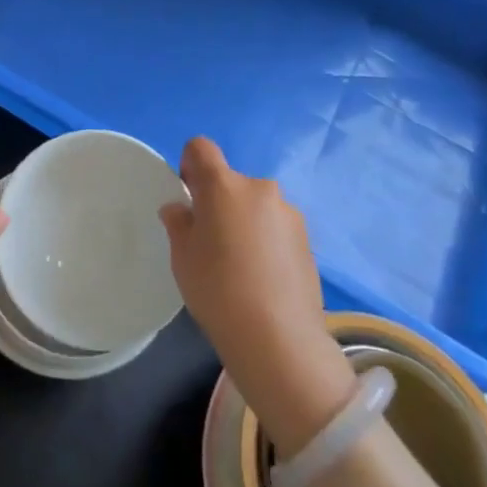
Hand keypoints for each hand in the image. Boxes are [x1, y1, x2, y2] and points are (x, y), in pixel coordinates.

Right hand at [160, 138, 354, 456]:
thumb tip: (181, 209)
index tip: (189, 198)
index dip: (189, 164)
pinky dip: (266, 241)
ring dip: (245, 221)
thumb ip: (179, 223)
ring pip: (255, 205)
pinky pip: (276, 227)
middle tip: (212, 242)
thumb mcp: (182, 256)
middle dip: (219, 202)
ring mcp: (288, 213)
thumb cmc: (217, 289)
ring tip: (241, 265)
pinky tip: (263, 278)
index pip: (201, 148)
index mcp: (224, 185)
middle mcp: (259, 188)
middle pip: (231, 182)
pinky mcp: (307, 239)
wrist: (278, 338)